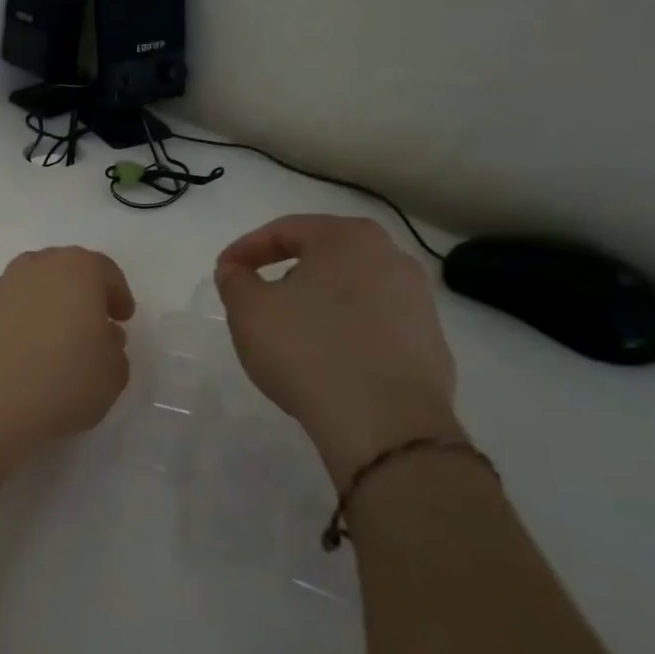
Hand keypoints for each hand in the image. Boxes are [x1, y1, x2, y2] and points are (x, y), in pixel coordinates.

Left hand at [0, 247, 135, 454]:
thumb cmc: (61, 380)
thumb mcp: (113, 374)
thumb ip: (114, 349)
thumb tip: (101, 336)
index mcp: (76, 269)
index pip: (104, 270)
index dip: (117, 294)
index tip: (122, 317)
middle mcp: (35, 267)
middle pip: (65, 271)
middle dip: (81, 294)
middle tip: (92, 324)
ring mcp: (0, 286)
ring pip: (33, 288)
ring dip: (48, 307)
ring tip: (57, 343)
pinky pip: (9, 310)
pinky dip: (21, 324)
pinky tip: (25, 356)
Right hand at [215, 215, 461, 486]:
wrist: (386, 424)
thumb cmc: (308, 350)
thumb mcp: (248, 311)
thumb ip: (234, 281)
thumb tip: (236, 271)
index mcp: (347, 238)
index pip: (285, 230)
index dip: (246, 249)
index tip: (224, 271)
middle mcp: (391, 257)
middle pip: (323, 255)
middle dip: (285, 273)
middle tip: (257, 297)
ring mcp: (418, 301)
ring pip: (351, 290)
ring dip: (317, 303)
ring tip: (291, 332)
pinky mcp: (430, 343)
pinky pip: (374, 324)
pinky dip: (345, 331)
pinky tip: (326, 358)